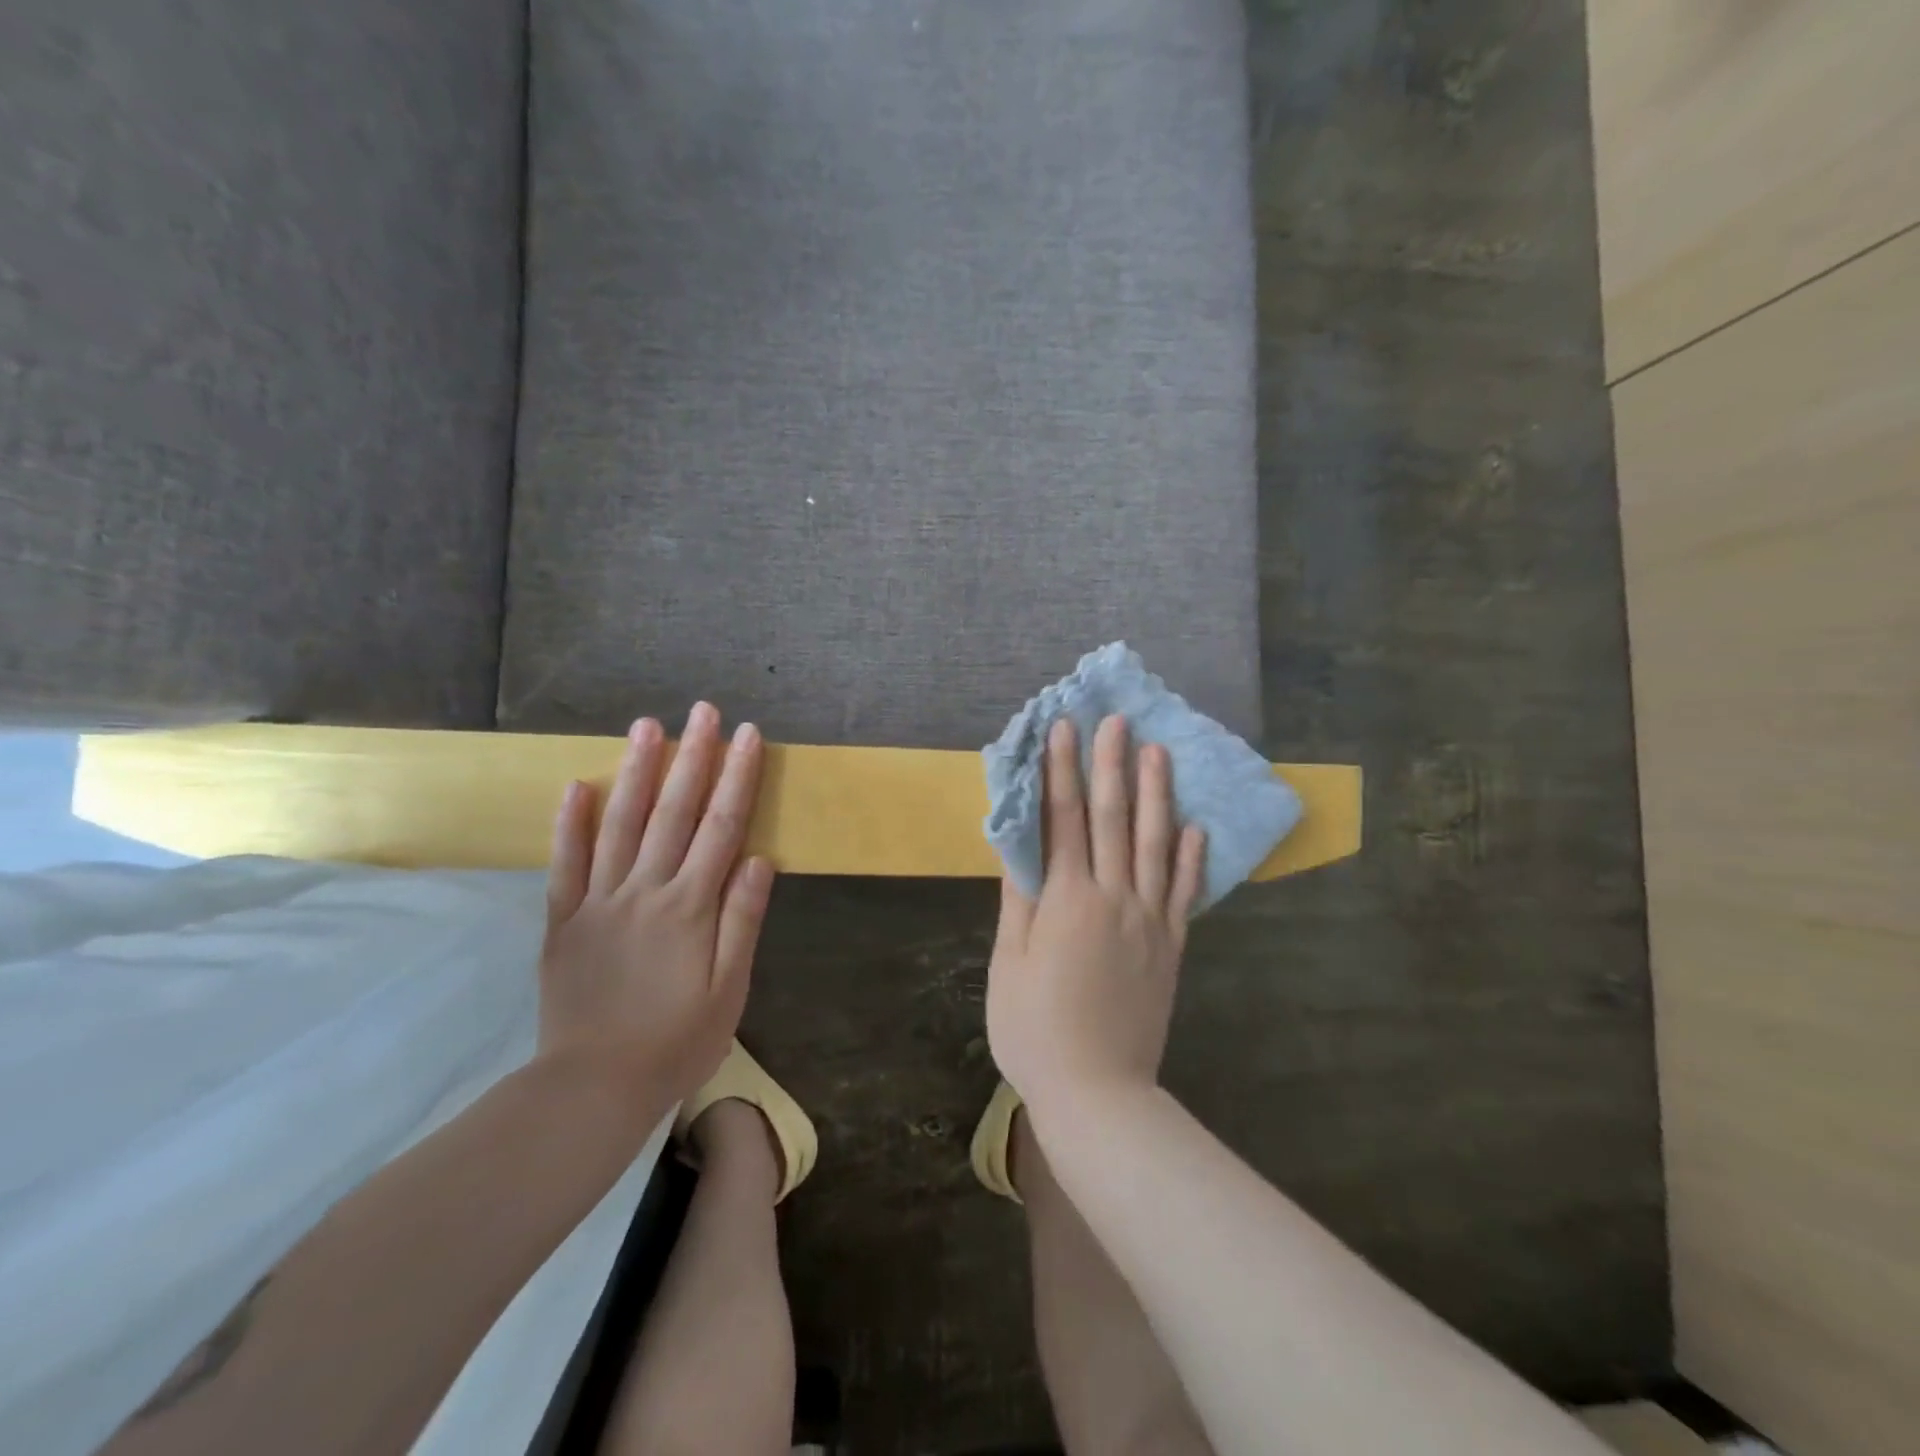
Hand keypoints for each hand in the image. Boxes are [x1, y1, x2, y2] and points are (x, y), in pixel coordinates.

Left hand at [538, 702, 774, 1105]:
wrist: (592, 1088)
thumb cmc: (676, 1042)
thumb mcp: (729, 989)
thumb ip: (742, 920)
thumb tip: (760, 859)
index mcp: (691, 906)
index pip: (722, 827)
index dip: (737, 778)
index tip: (748, 735)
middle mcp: (646, 890)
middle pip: (674, 812)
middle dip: (693, 757)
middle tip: (702, 710)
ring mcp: (599, 902)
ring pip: (620, 824)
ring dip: (636, 772)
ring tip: (647, 726)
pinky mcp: (562, 921)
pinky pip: (565, 865)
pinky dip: (570, 825)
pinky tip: (577, 786)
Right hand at [986, 715, 1205, 1113]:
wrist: (1098, 1092)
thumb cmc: (1035, 1029)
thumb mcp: (1008, 963)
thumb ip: (1019, 899)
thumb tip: (1020, 845)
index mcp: (1066, 900)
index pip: (1063, 819)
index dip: (1061, 771)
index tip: (1064, 729)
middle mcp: (1113, 897)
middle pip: (1113, 819)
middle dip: (1111, 765)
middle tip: (1116, 721)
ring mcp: (1150, 920)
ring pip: (1157, 844)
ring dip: (1157, 795)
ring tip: (1159, 753)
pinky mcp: (1172, 945)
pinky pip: (1185, 892)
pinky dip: (1192, 857)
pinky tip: (1196, 827)